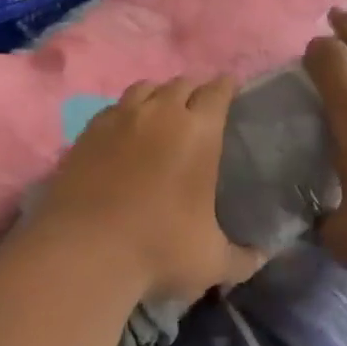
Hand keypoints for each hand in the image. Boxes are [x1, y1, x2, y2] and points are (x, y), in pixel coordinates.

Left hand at [30, 77, 263, 303]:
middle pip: (181, 83)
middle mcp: (159, 114)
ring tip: (162, 114)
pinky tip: (125, 133)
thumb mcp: (212, 262)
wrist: (83, 253)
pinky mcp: (85, 134)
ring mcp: (118, 119)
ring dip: (158, 95)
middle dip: (194, 91)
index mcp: (198, 132)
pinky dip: (125, 114)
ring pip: (144, 88)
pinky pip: (113, 109)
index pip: (217, 91)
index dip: (226, 87)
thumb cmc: (158, 250)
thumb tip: (263, 257)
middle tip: (199, 109)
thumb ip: (243, 258)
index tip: (231, 91)